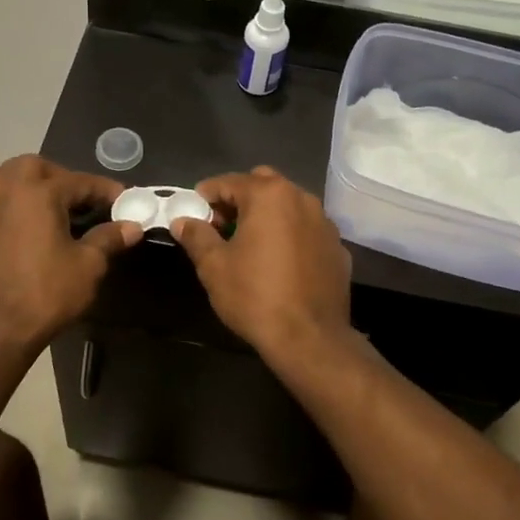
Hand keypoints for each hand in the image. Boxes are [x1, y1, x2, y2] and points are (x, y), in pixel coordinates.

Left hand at [0, 156, 140, 349]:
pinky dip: (1, 212)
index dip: (104, 189)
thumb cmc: (48, 293)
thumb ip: (109, 238)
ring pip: (0, 180)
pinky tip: (12, 231)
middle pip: (32, 166)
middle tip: (78, 198)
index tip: (123, 199)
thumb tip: (131, 226)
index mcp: (38, 193)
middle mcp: (5, 192)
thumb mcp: (89, 266)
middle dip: (58, 175)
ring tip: (43, 206)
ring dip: (24, 185)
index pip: (79, 181)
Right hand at [170, 166, 353, 364]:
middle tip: (221, 226)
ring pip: (288, 205)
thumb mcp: (214, 266)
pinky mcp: (337, 247)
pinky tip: (279, 262)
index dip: (206, 196)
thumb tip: (182, 221)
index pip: (229, 182)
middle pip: (262, 185)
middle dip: (239, 199)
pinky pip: (306, 230)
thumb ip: (197, 236)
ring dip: (267, 215)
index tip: (193, 214)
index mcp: (269, 195)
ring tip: (250, 244)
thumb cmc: (255, 296)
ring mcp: (324, 222)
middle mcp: (301, 199)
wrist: (310, 338)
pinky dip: (290, 235)